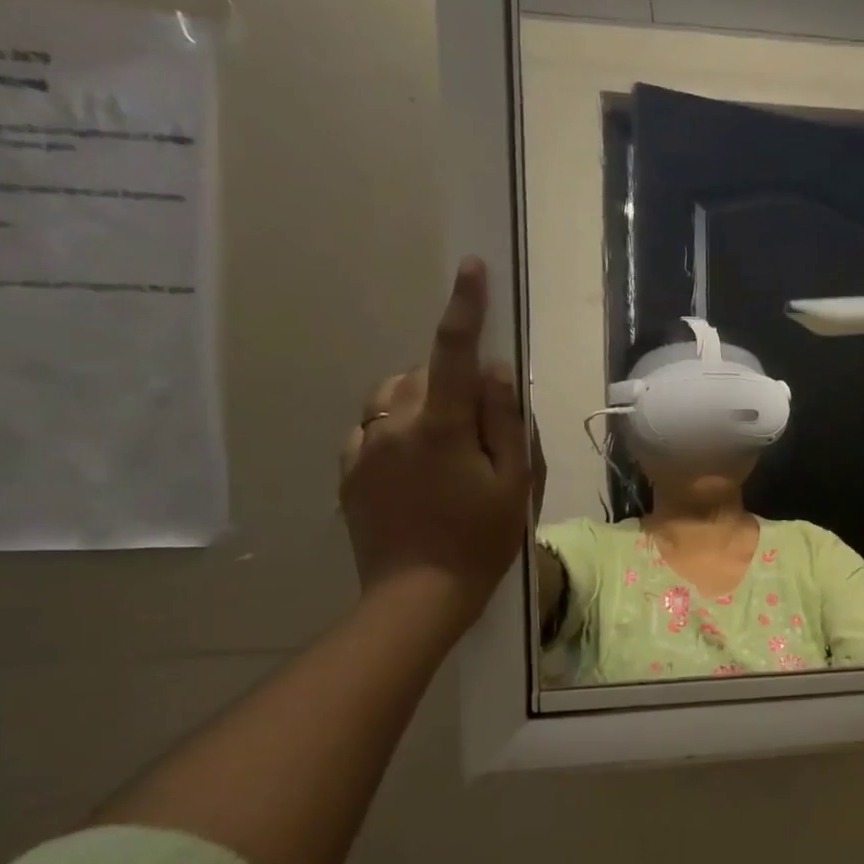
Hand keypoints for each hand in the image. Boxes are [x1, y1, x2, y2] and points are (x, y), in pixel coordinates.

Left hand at [338, 258, 532, 632]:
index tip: (471, 268)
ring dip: (424, 404)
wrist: (417, 595)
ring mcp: (363, 447)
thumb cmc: (482, 539)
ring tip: (450, 450)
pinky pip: (374, 427)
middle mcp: (392, 424)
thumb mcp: (515, 482)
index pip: (453, 353)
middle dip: (454, 386)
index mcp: (439, 426)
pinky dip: (398, 429)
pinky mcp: (349, 470)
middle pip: (425, 375)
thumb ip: (505, 420)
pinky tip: (418, 468)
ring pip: (395, 397)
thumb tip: (493, 370)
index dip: (464, 307)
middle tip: (483, 435)